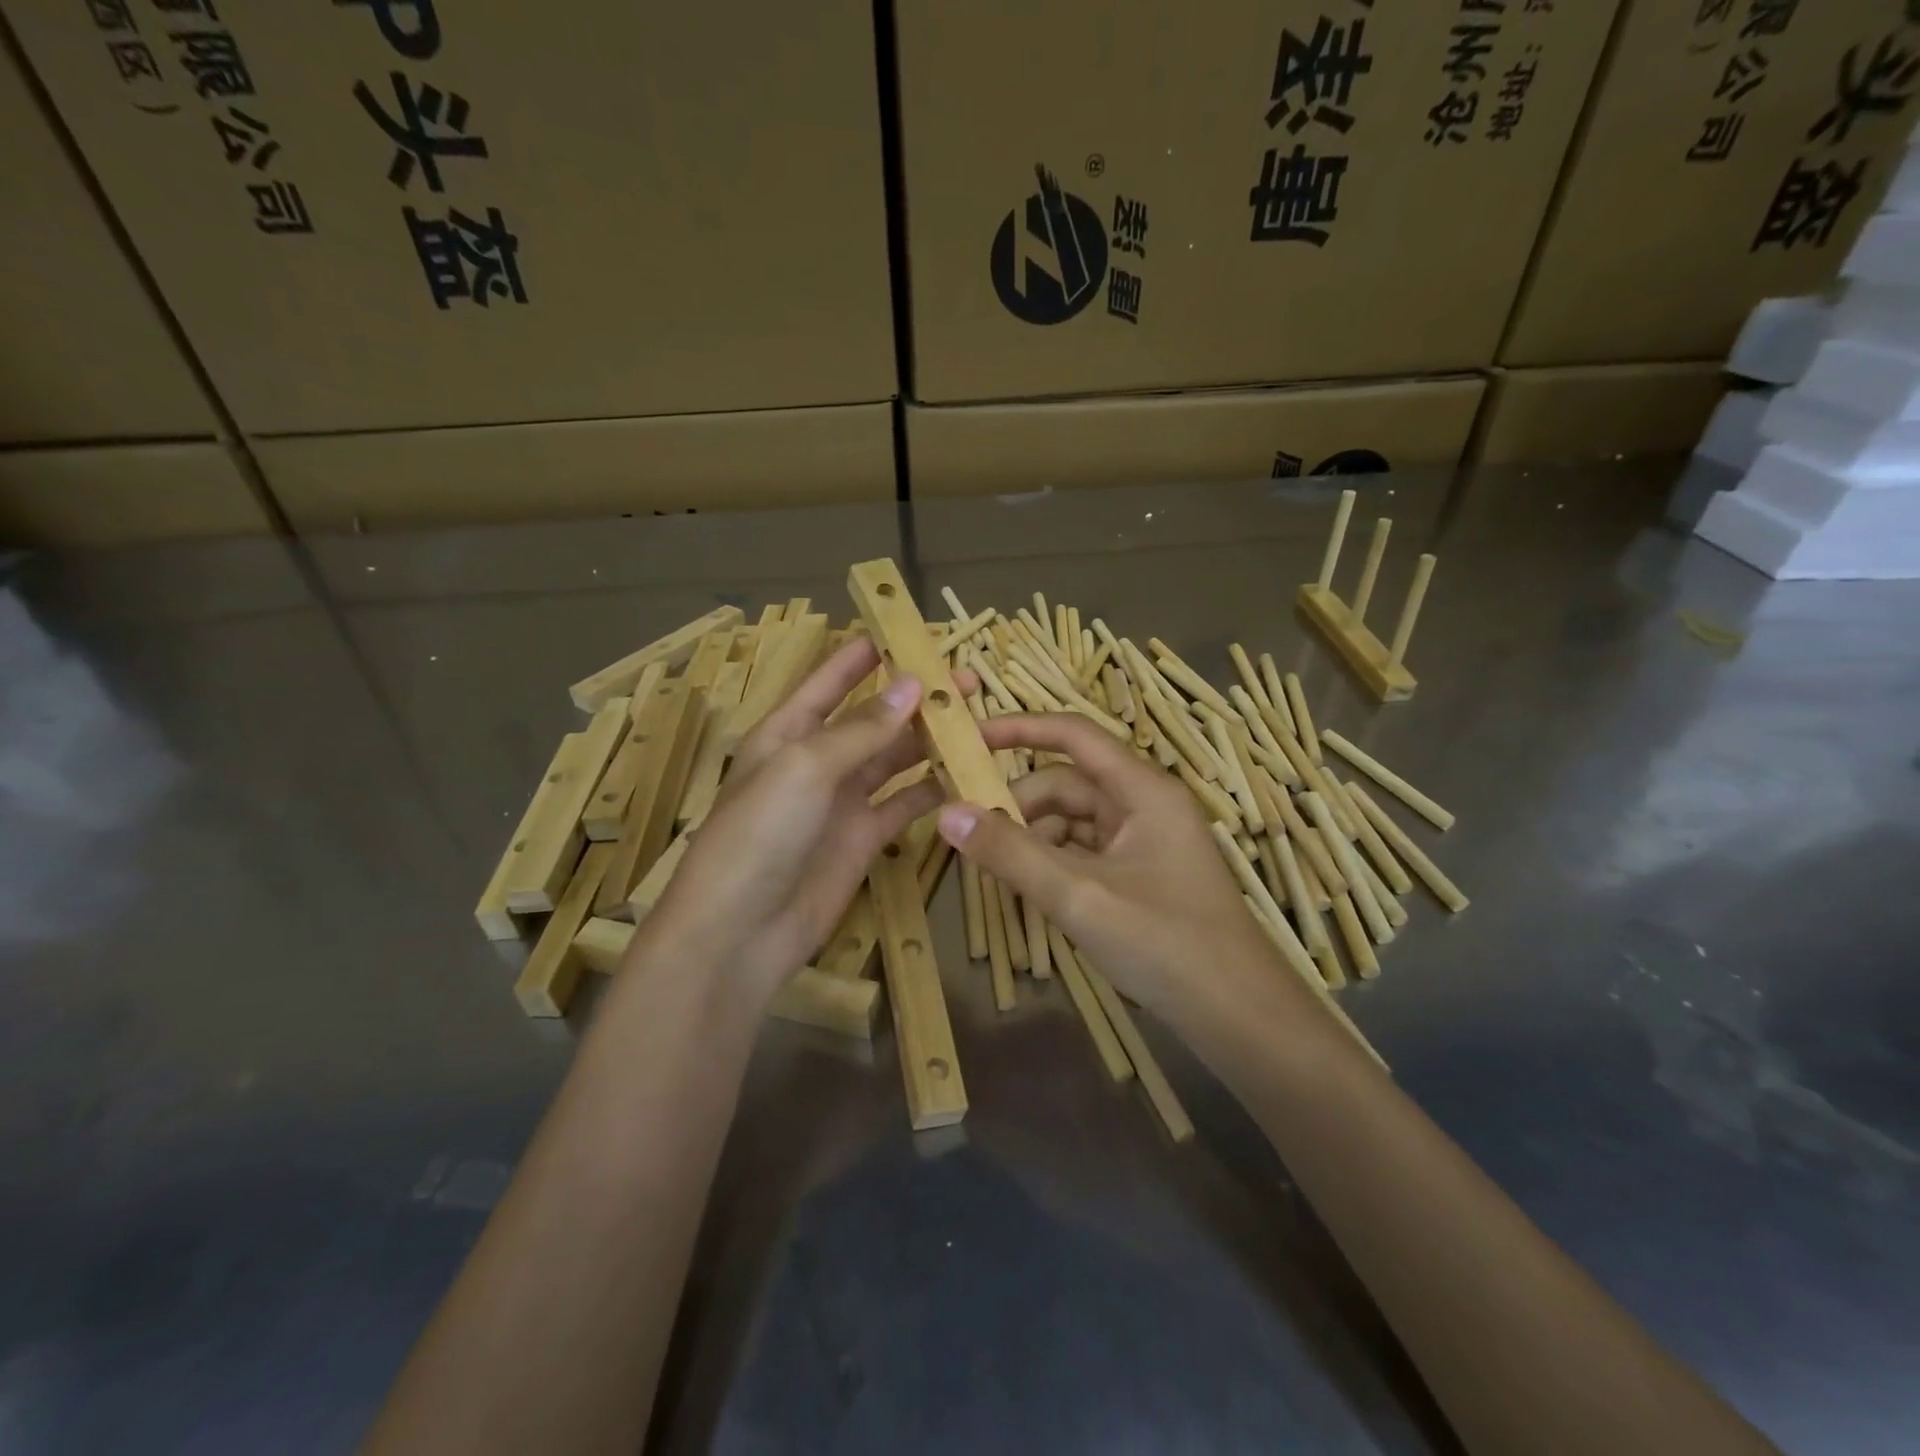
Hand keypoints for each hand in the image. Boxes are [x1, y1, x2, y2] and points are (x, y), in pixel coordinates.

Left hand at [641, 639, 944, 1003]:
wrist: (741, 932)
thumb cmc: (760, 834)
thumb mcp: (805, 768)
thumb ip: (861, 729)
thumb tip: (911, 684)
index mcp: (788, 733)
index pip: (829, 682)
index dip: (863, 656)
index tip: (904, 632)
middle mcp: (817, 762)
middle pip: (873, 720)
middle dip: (915, 700)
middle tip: (966, 683)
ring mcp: (842, 802)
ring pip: (894, 760)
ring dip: (930, 742)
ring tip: (977, 724)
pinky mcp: (864, 839)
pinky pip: (904, 805)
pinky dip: (932, 791)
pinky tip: (966, 777)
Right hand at [937, 713, 1308, 1042]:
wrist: (1239, 1016)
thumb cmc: (1164, 943)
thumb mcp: (1078, 895)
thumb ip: (1010, 852)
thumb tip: (947, 812)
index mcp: (1142, 789)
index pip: (1073, 735)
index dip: (1020, 728)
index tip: (969, 738)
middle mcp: (1144, 805)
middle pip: (1066, 783)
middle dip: (1018, 803)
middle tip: (968, 833)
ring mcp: (1144, 843)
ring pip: (1072, 821)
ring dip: (1031, 838)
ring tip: (992, 868)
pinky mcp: (1140, 876)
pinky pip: (1084, 853)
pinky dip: (1052, 863)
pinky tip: (1026, 889)